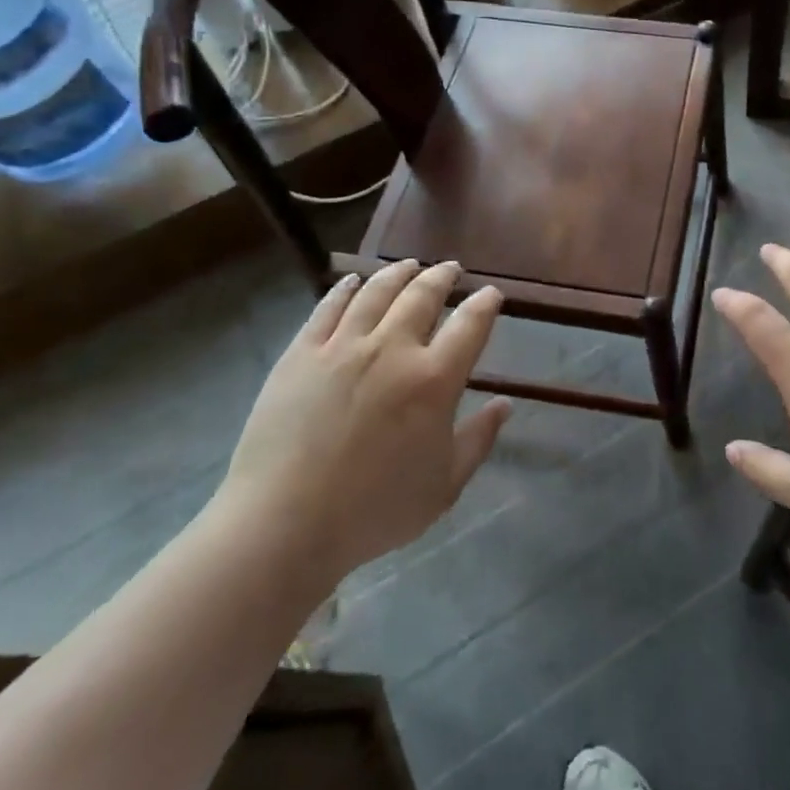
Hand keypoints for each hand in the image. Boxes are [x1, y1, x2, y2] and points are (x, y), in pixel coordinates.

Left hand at [210, 260, 509, 598]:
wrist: (283, 525)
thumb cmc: (374, 511)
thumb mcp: (444, 485)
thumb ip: (479, 440)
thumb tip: (505, 405)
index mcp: (434, 379)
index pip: (470, 325)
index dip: (485, 304)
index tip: (491, 294)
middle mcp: (393, 349)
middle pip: (423, 295)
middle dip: (442, 276)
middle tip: (451, 269)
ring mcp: (343, 346)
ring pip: (376, 292)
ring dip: (398, 273)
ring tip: (409, 265)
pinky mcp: (301, 353)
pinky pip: (328, 308)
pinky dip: (345, 288)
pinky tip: (353, 280)